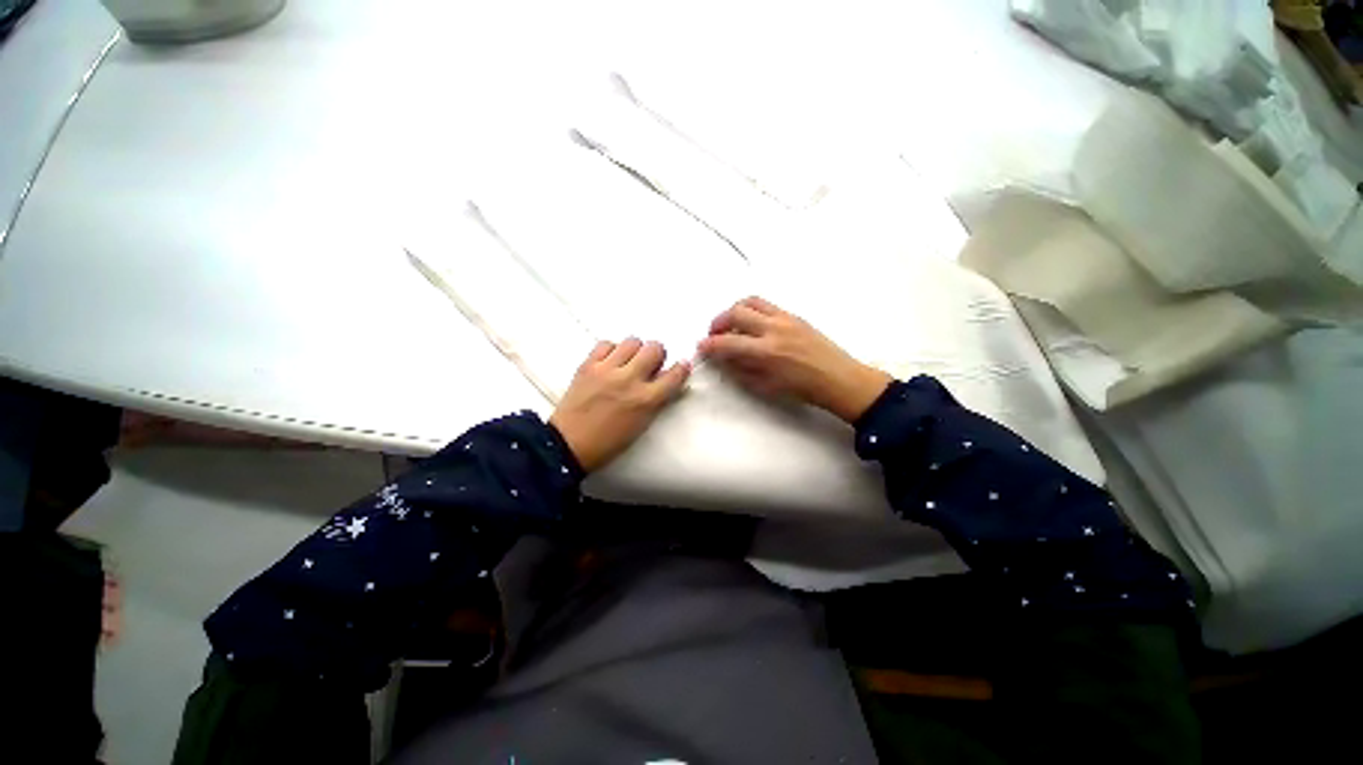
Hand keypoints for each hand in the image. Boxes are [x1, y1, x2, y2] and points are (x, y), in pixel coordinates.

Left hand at [549, 338, 690, 472]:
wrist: (569, 444)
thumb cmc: (609, 442)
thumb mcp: (642, 424)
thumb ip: (657, 400)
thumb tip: (666, 380)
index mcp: (646, 400)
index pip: (675, 375)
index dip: (682, 368)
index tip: (681, 366)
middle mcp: (629, 380)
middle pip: (655, 348)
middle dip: (657, 355)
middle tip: (650, 365)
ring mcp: (607, 370)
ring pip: (632, 341)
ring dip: (635, 350)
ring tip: (628, 362)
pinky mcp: (588, 365)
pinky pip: (606, 343)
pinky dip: (612, 350)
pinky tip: (610, 361)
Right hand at [698, 296, 891, 422]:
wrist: (838, 378)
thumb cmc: (802, 389)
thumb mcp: (766, 387)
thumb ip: (741, 370)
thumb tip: (723, 359)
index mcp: (766, 352)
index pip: (727, 342)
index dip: (709, 344)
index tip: (701, 347)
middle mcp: (773, 329)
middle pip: (736, 312)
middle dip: (718, 322)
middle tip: (714, 334)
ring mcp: (785, 318)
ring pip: (750, 302)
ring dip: (734, 310)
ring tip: (731, 324)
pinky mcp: (793, 315)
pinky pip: (765, 304)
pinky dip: (751, 310)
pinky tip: (751, 324)